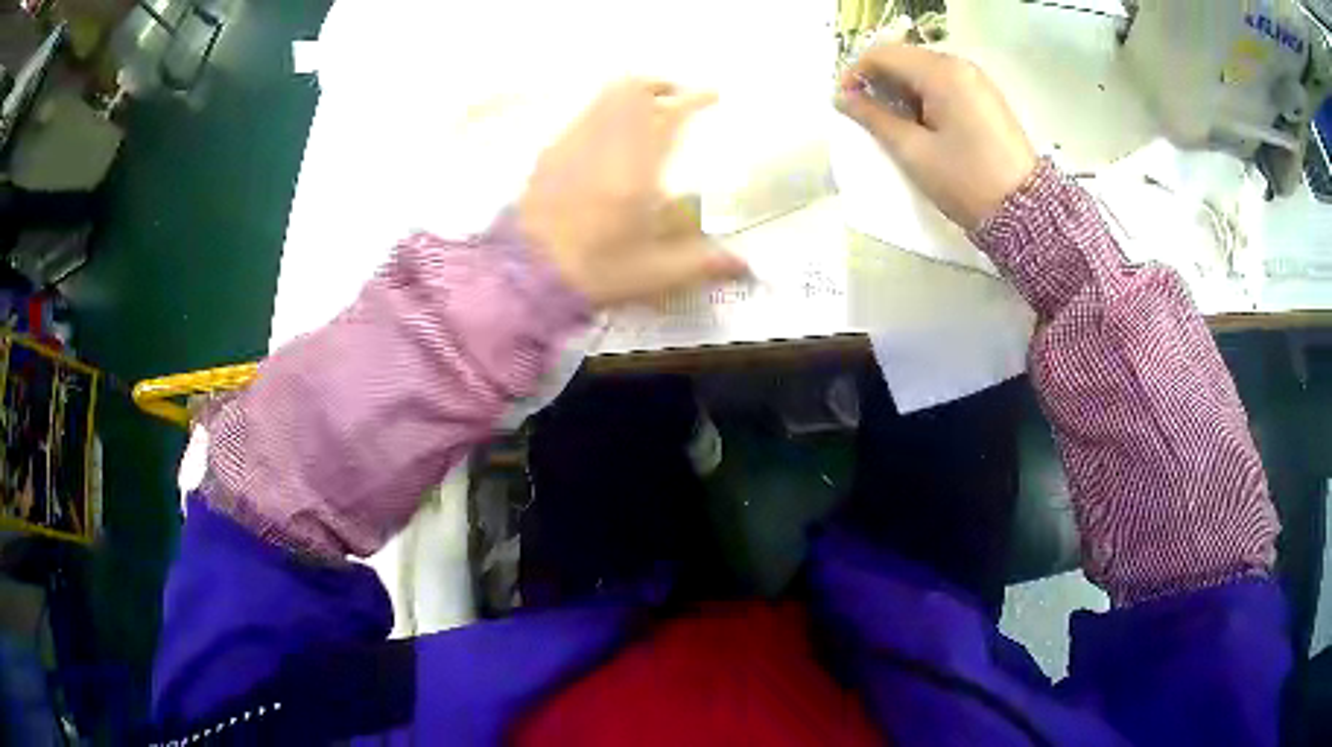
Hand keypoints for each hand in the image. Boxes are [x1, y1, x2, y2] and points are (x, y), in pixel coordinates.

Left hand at [519, 80, 748, 306]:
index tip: (712, 96)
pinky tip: (607, 139)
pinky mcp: (549, 153)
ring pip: (603, 98)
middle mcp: (603, 144)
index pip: (669, 114)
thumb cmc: (595, 272)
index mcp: (635, 169)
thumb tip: (745, 266)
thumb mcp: (655, 273)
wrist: (524, 278)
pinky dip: (602, 113)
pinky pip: (582, 116)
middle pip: (631, 90)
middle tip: (677, 97)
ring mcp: (571, 144)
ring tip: (646, 112)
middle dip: (659, 86)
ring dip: (630, 95)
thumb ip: (703, 263)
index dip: (694, 99)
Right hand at [836, 43, 1037, 231]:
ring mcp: (977, 80)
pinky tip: (921, 124)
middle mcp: (960, 66)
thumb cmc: (966, 181)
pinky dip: (924, 96)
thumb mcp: (913, 151)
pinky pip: (945, 84)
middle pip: (905, 58)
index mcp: (942, 73)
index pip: (884, 54)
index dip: (856, 73)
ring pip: (924, 71)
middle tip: (866, 114)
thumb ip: (873, 118)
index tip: (844, 101)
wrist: (1025, 212)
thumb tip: (842, 98)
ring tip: (893, 123)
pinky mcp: (986, 97)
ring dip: (901, 90)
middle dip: (880, 81)